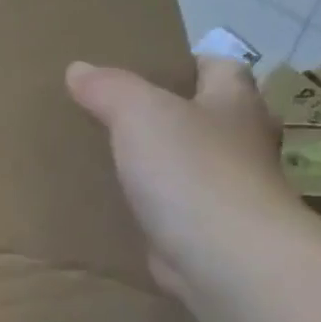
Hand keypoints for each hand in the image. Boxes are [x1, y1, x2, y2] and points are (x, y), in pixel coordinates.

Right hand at [67, 55, 304, 299]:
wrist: (225, 257)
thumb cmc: (192, 171)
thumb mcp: (139, 114)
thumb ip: (109, 89)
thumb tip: (78, 68)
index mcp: (234, 105)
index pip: (221, 68)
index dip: (188, 64)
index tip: (147, 71)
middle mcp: (241, 144)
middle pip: (209, 118)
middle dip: (172, 116)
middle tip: (119, 117)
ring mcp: (229, 192)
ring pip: (192, 166)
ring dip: (162, 164)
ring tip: (111, 161)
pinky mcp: (209, 233)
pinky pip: (176, 210)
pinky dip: (153, 207)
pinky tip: (118, 208)